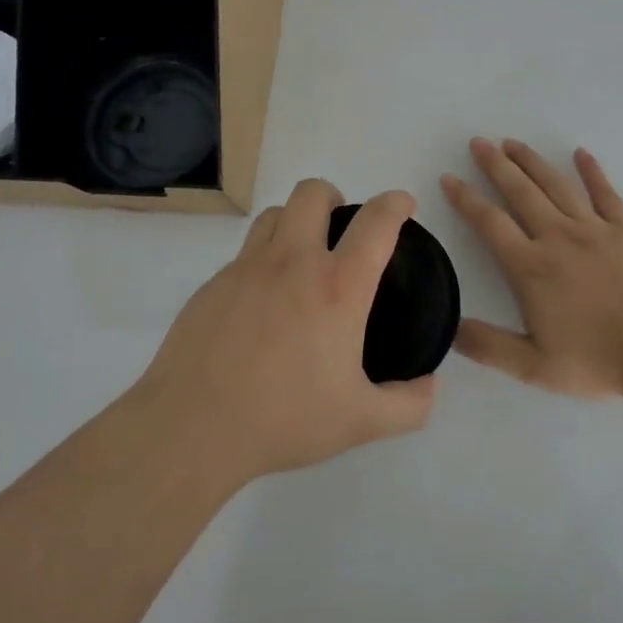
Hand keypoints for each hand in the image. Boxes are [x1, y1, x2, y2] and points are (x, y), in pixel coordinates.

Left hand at [131, 179, 435, 485]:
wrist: (192, 428)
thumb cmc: (284, 419)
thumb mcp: (360, 422)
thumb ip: (408, 405)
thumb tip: (431, 386)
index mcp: (337, 287)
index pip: (375, 222)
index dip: (396, 203)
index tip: (402, 205)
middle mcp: (292, 263)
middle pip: (313, 194)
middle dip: (335, 198)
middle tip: (341, 229)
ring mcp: (246, 269)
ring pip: (274, 215)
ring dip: (295, 222)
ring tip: (301, 257)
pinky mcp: (212, 285)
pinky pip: (244, 253)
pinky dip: (263, 261)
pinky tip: (262, 303)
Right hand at [443, 138, 622, 400]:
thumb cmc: (597, 360)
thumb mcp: (533, 367)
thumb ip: (488, 346)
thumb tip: (448, 328)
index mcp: (531, 268)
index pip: (490, 223)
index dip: (466, 199)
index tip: (449, 177)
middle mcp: (558, 238)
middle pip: (521, 192)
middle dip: (496, 165)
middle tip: (479, 142)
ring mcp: (595, 229)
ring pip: (556, 185)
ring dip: (532, 161)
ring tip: (513, 142)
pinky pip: (605, 193)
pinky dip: (591, 171)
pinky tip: (580, 153)